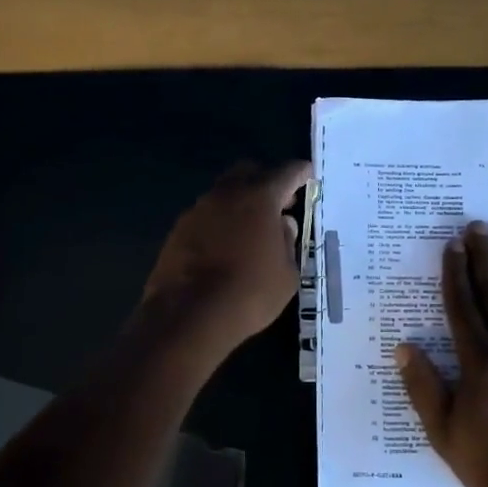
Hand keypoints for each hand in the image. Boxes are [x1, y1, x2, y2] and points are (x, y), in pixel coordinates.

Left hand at [141, 161, 309, 351]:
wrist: (189, 315)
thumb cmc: (250, 293)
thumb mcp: (287, 273)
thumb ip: (288, 241)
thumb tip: (283, 224)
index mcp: (260, 197)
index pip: (287, 172)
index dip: (301, 173)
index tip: (308, 176)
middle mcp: (227, 194)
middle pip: (250, 171)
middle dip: (268, 181)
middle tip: (281, 203)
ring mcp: (199, 209)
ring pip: (225, 192)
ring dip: (241, 201)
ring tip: (253, 228)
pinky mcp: (179, 228)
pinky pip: (207, 214)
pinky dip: (221, 220)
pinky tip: (227, 244)